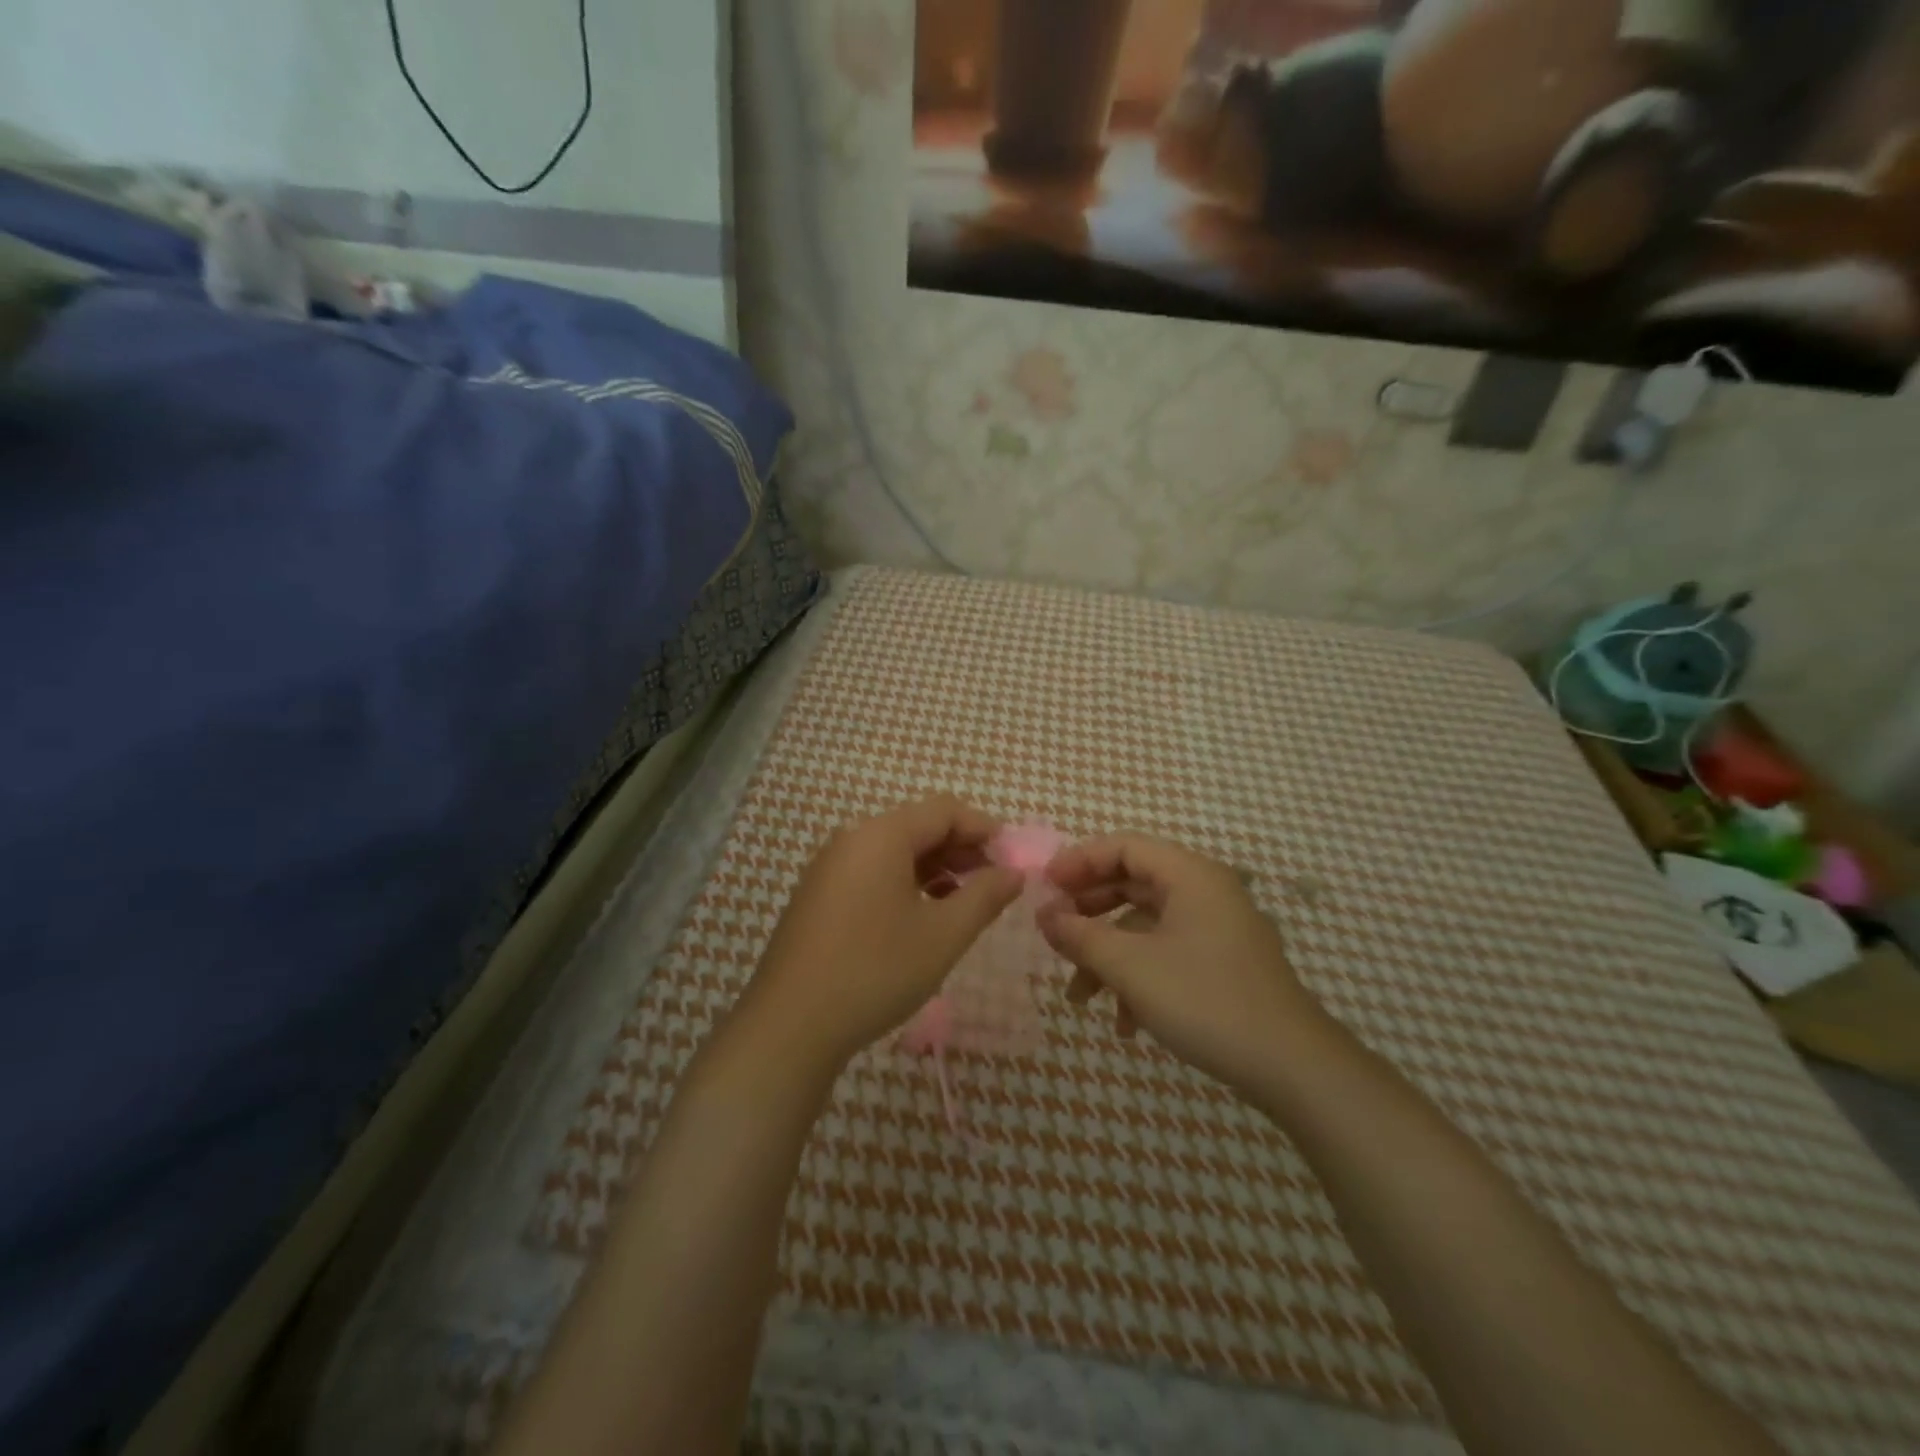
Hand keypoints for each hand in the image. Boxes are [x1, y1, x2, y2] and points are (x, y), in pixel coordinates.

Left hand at [742, 796, 1022, 1067]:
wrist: (789, 1025)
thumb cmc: (875, 970)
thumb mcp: (943, 935)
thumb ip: (985, 896)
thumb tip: (1014, 872)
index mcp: (881, 835)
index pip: (944, 810)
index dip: (984, 828)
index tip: (1013, 859)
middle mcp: (852, 839)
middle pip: (918, 826)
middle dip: (961, 849)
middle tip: (995, 883)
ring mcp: (829, 867)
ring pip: (894, 851)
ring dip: (935, 868)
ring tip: (964, 902)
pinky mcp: (819, 896)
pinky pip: (872, 872)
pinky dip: (905, 883)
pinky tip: (922, 916)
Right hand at [1039, 833, 1326, 1096]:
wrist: (1293, 1067)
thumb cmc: (1206, 1000)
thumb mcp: (1131, 967)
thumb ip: (1081, 935)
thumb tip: (1044, 915)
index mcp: (1189, 875)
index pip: (1123, 846)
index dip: (1078, 862)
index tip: (1044, 889)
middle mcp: (1205, 891)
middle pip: (1133, 883)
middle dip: (1088, 911)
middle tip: (1053, 933)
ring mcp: (1218, 928)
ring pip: (1146, 924)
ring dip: (1108, 954)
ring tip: (1078, 997)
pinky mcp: (1224, 963)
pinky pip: (1168, 953)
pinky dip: (1139, 977)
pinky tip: (1125, 1023)